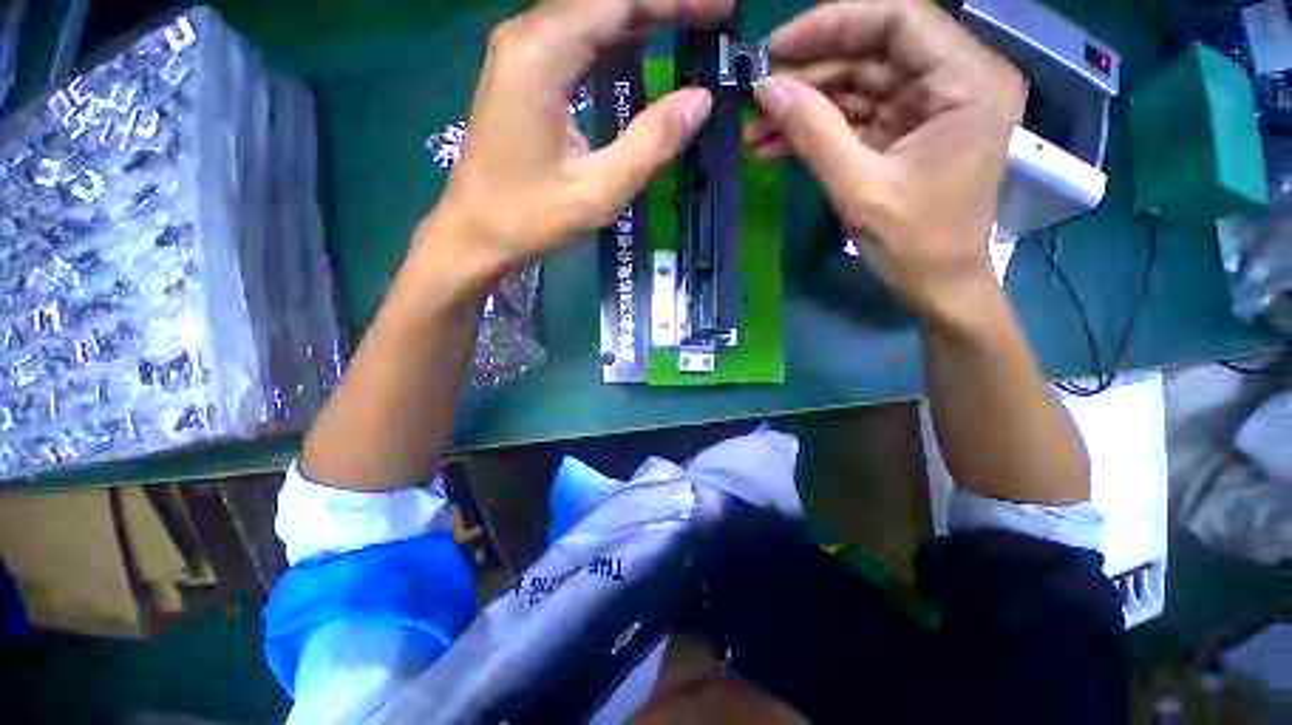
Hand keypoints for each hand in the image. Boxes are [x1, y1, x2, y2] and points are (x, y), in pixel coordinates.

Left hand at [419, 0, 732, 295]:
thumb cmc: (530, 218)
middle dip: (661, 5)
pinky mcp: (521, 76)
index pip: (620, 1)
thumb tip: (700, 100)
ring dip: (641, 21)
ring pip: (590, 18)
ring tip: (688, 30)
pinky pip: (575, 43)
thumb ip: (650, 144)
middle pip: (605, 0)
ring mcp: (520, 55)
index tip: (722, 9)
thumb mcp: (598, 191)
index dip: (676, 1)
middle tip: (711, 19)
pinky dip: (614, 44)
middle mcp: (527, 38)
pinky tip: (642, 52)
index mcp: (542, 55)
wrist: (474, 234)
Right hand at [746, 0, 1024, 318]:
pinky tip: (776, 145)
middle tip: (757, 97)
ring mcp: (927, 108)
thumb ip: (814, 133)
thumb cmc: (914, 243)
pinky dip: (816, 130)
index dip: (833, 24)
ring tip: (756, 130)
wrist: (935, 286)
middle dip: (809, 75)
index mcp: (967, 81)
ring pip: (857, 86)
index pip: (898, 19)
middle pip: (872, 52)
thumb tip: (767, 89)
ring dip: (804, 108)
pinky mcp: (904, 133)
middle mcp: (954, 81)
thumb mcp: (860, 188)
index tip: (776, 48)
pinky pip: (855, 118)